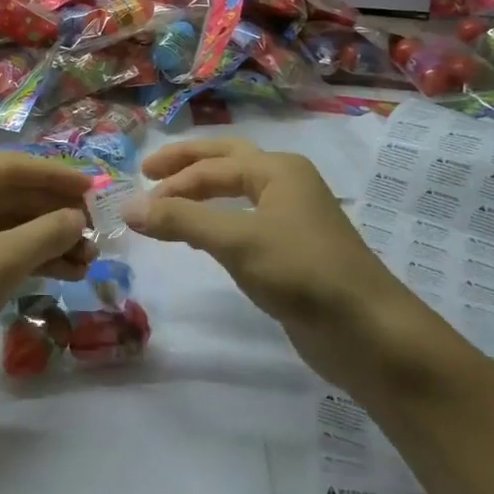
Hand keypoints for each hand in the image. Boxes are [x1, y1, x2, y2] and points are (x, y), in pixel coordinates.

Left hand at [0, 155, 94, 410]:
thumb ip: (46, 234)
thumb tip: (79, 218)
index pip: (12, 168)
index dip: (56, 176)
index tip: (96, 190)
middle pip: (15, 197)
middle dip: (57, 214)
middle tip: (99, 231)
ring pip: (14, 227)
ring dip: (52, 240)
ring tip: (91, 260)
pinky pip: (6, 253)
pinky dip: (36, 260)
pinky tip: (70, 273)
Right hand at [121, 139, 425, 388]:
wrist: (366, 331)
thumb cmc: (301, 272)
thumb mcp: (235, 240)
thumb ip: (180, 221)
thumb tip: (127, 207)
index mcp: (277, 170)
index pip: (210, 166)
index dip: (169, 183)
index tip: (134, 206)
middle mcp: (286, 184)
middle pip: (226, 162)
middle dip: (186, 165)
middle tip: (147, 173)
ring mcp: (292, 218)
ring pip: (237, 193)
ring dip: (201, 194)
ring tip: (167, 205)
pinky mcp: (292, 251)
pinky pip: (244, 223)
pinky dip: (217, 222)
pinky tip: (202, 239)